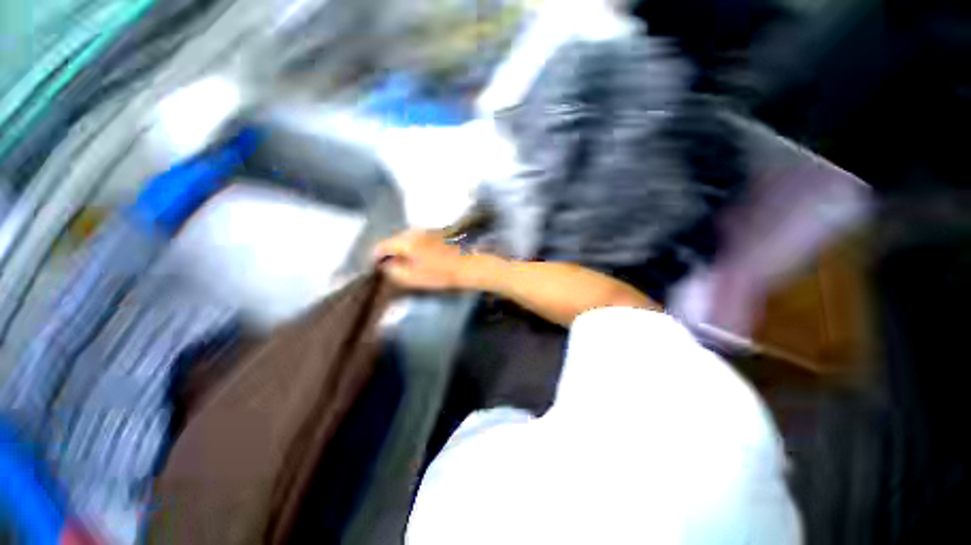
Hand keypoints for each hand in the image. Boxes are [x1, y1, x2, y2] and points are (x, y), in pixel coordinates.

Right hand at [373, 230, 470, 289]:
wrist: (468, 265)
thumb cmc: (440, 273)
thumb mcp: (413, 278)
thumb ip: (394, 272)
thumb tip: (386, 266)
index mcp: (406, 241)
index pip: (382, 245)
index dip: (376, 258)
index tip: (378, 268)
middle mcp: (414, 231)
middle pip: (394, 240)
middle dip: (391, 253)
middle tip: (393, 268)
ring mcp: (427, 230)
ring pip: (407, 238)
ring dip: (404, 249)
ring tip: (408, 264)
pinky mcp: (437, 232)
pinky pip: (419, 238)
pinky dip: (416, 247)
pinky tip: (423, 257)